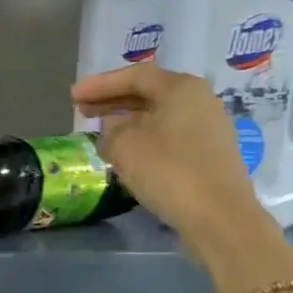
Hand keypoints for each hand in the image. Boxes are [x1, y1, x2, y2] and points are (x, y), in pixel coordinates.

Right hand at [72, 64, 262, 238]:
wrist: (219, 216)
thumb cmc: (169, 171)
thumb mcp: (125, 146)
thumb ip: (112, 130)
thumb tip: (114, 126)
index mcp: (181, 88)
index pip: (135, 76)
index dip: (100, 84)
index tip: (73, 95)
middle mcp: (200, 100)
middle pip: (149, 93)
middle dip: (113, 100)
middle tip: (82, 110)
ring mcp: (209, 128)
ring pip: (159, 116)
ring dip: (127, 121)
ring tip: (100, 131)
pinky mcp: (209, 154)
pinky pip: (169, 136)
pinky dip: (144, 138)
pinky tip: (127, 153)